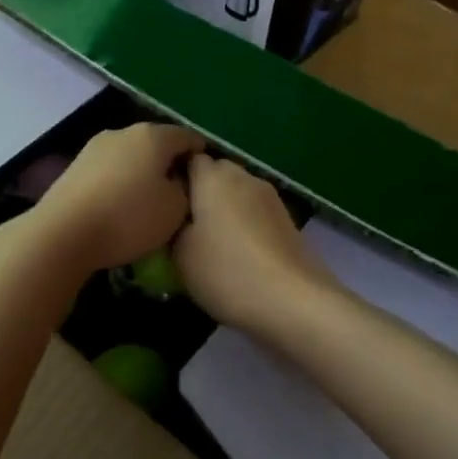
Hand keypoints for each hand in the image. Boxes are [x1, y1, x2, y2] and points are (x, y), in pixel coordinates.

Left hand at [26, 123, 204, 273]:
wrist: (64, 232)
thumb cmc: (128, 218)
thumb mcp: (175, 209)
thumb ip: (185, 188)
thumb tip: (176, 178)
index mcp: (152, 135)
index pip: (187, 136)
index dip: (200, 155)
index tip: (206, 179)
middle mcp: (122, 132)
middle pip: (156, 143)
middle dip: (169, 163)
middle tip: (179, 193)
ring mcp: (94, 146)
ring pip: (130, 155)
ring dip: (142, 172)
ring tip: (148, 202)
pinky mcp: (75, 165)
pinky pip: (109, 169)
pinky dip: (120, 182)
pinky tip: (120, 205)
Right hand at [173, 156, 334, 332]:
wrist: (294, 301)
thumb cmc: (227, 272)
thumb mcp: (179, 255)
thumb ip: (171, 228)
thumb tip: (176, 220)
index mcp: (213, 176)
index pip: (188, 157)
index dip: (174, 176)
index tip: (163, 202)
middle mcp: (243, 177)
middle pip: (216, 172)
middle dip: (200, 191)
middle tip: (184, 223)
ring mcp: (270, 197)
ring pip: (238, 192)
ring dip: (225, 208)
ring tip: (212, 241)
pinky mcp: (287, 220)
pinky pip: (256, 212)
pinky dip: (245, 224)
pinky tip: (239, 253)